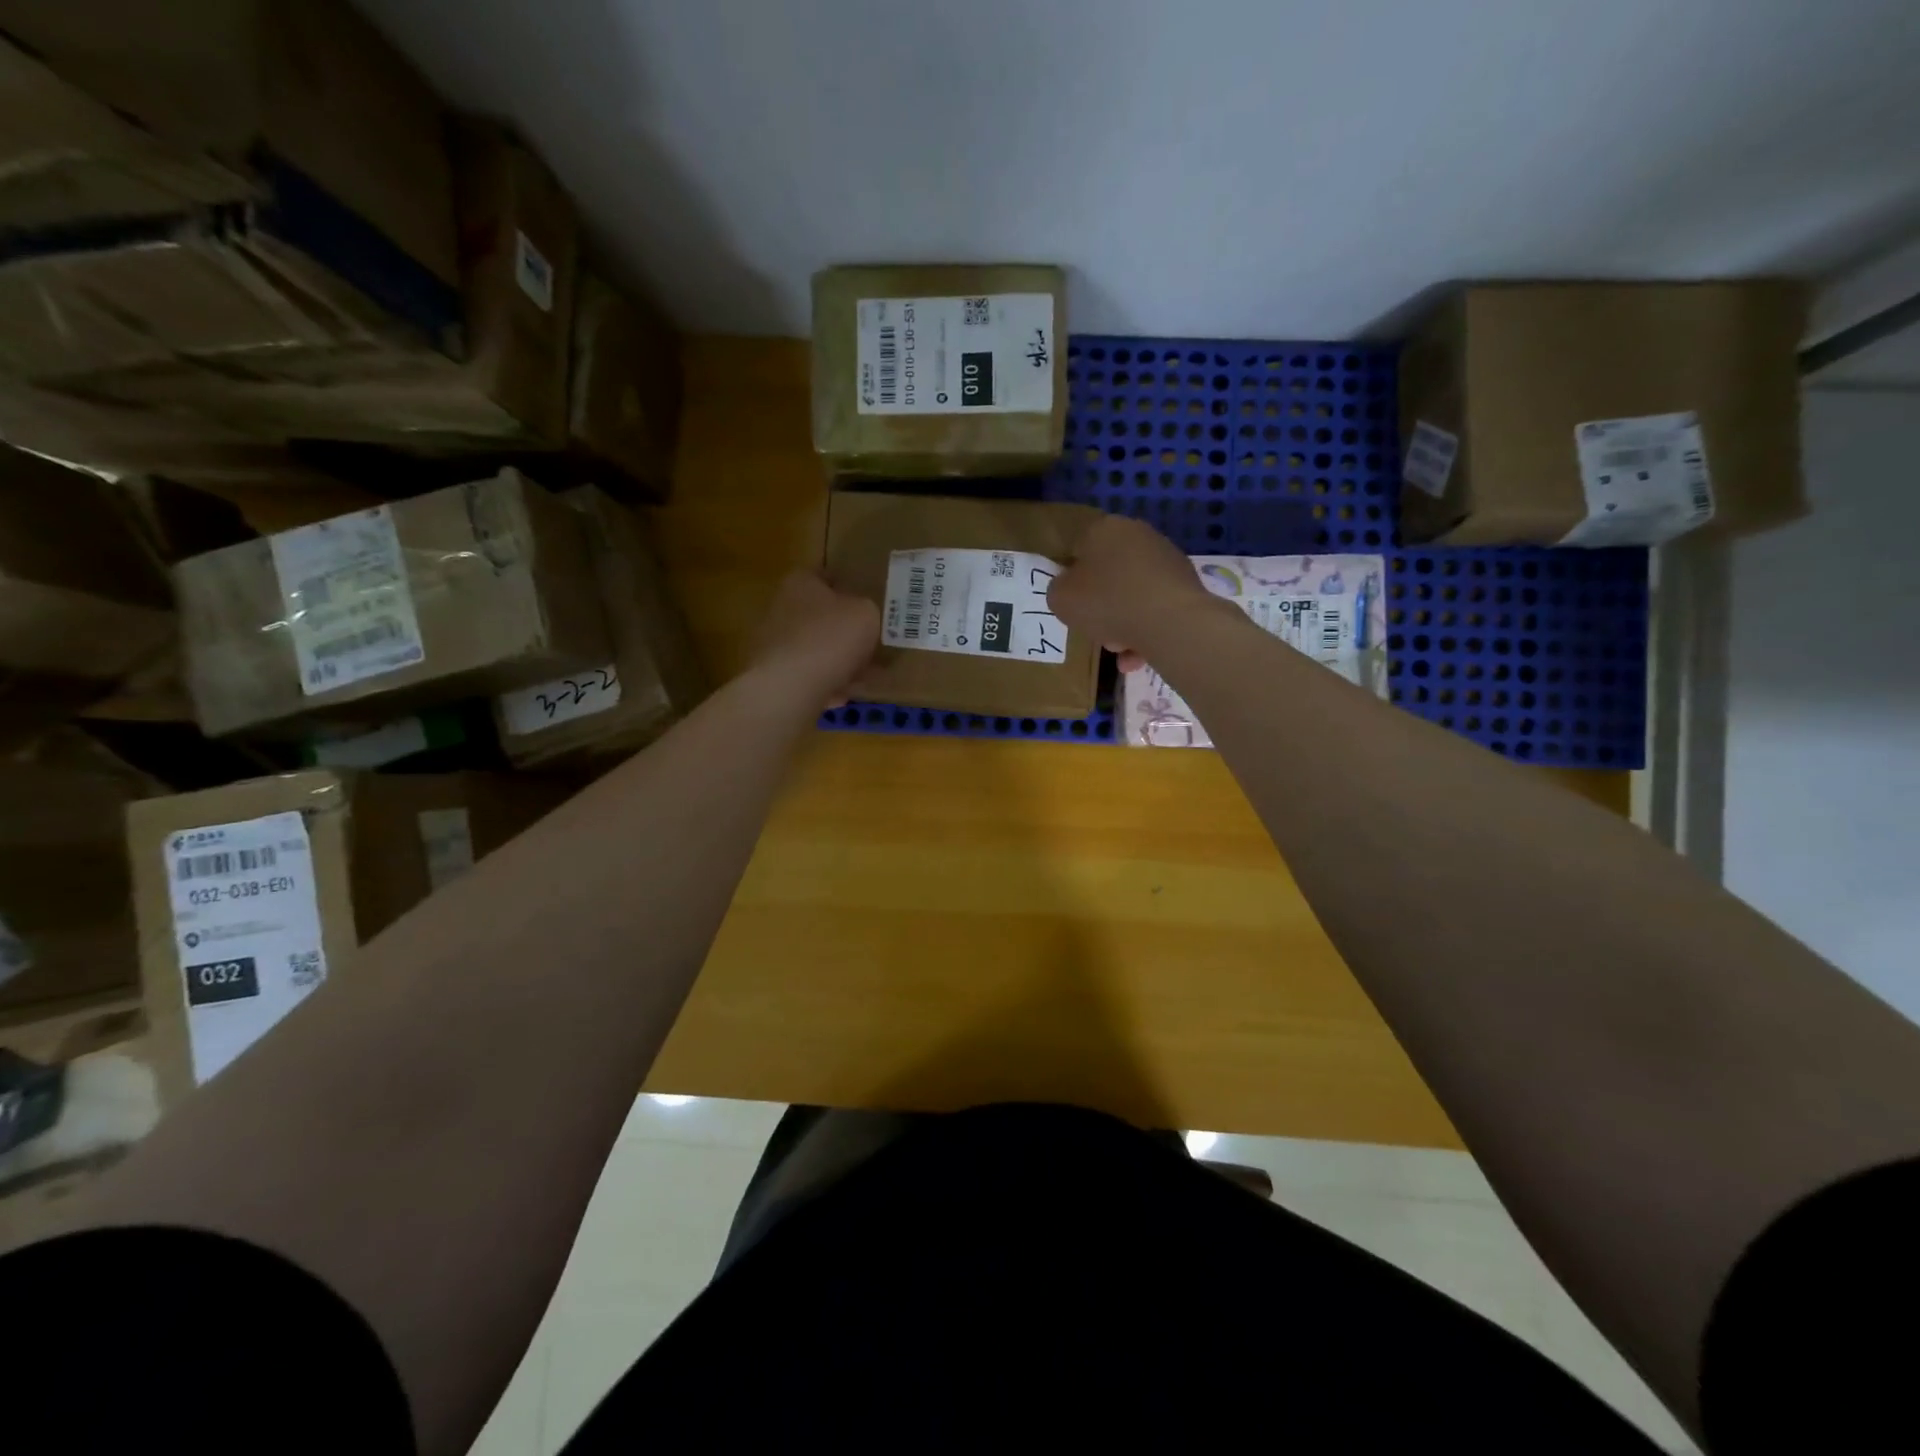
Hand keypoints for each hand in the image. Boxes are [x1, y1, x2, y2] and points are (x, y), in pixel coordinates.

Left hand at [749, 571, 879, 707]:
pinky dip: (829, 684)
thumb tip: (864, 617)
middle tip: (873, 638)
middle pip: (820, 615)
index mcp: (801, 583)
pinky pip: (811, 677)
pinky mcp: (777, 677)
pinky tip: (848, 694)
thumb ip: (868, 610)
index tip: (869, 598)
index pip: (826, 574)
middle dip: (845, 628)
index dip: (849, 584)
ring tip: (867, 673)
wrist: (791, 688)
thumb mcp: (866, 614)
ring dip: (839, 660)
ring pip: (817, 648)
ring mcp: (777, 645)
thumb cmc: (830, 638)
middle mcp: (782, 609)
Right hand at [1047, 514, 1212, 671]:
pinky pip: (1156, 609)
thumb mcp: (1061, 598)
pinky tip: (1138, 657)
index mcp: (1106, 529)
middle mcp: (1139, 535)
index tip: (1072, 604)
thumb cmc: (1108, 602)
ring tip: (1121, 652)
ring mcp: (1168, 560)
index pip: (1079, 550)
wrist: (1171, 622)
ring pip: (1133, 596)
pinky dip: (1146, 631)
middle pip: (1109, 575)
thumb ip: (1058, 590)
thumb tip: (1070, 590)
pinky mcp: (1188, 585)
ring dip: (1123, 625)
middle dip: (1102, 607)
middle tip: (1096, 631)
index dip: (1071, 580)